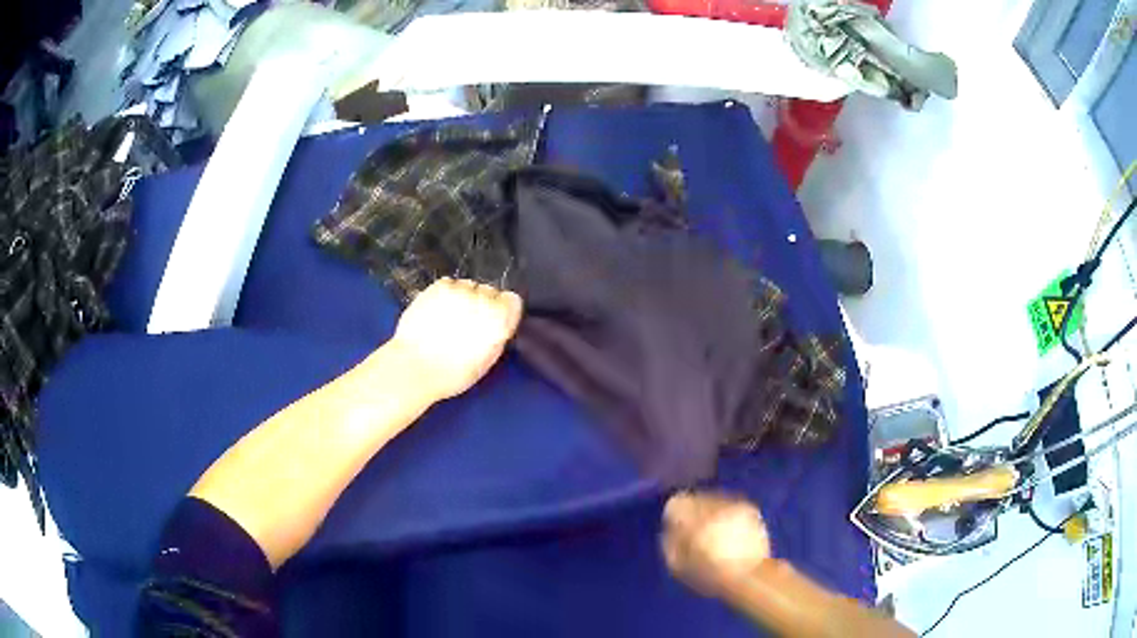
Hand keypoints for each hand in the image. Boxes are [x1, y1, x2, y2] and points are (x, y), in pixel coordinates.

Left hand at [390, 278, 523, 401]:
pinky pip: (449, 283)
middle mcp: (484, 300)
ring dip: (462, 297)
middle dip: (481, 303)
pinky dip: (445, 293)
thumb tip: (496, 324)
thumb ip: (496, 336)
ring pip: (468, 286)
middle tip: (466, 322)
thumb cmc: (452, 374)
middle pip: (489, 291)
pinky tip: (437, 311)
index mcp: (499, 321)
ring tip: (448, 317)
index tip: (493, 319)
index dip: (502, 310)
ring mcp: (460, 290)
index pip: (512, 300)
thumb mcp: (486, 362)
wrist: (415, 366)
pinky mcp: (439, 286)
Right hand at [661, 491, 770, 597]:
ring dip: (712, 512)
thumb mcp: (677, 566)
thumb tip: (671, 530)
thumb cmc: (709, 575)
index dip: (675, 518)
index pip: (676, 503)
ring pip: (715, 500)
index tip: (678, 531)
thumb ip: (670, 543)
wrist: (749, 577)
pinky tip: (731, 532)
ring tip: (716, 534)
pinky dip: (729, 515)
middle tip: (697, 533)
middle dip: (695, 512)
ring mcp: (734, 505)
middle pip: (697, 498)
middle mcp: (714, 505)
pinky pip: (733, 505)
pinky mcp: (750, 509)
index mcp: (693, 518)